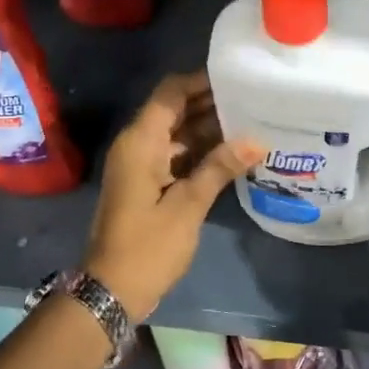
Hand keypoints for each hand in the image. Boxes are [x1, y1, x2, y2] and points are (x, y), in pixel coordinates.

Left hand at [82, 72, 260, 321]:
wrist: (112, 289)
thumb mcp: (187, 205)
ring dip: (210, 130)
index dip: (201, 81)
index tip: (238, 79)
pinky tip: (234, 155)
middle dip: (211, 104)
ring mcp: (142, 166)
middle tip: (255, 101)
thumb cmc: (147, 246)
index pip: (171, 93)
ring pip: (179, 135)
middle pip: (175, 111)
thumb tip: (256, 141)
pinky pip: (177, 157)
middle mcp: (138, 146)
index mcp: (140, 141)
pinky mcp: (148, 185)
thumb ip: (219, 168)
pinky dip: (202, 153)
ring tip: (253, 123)